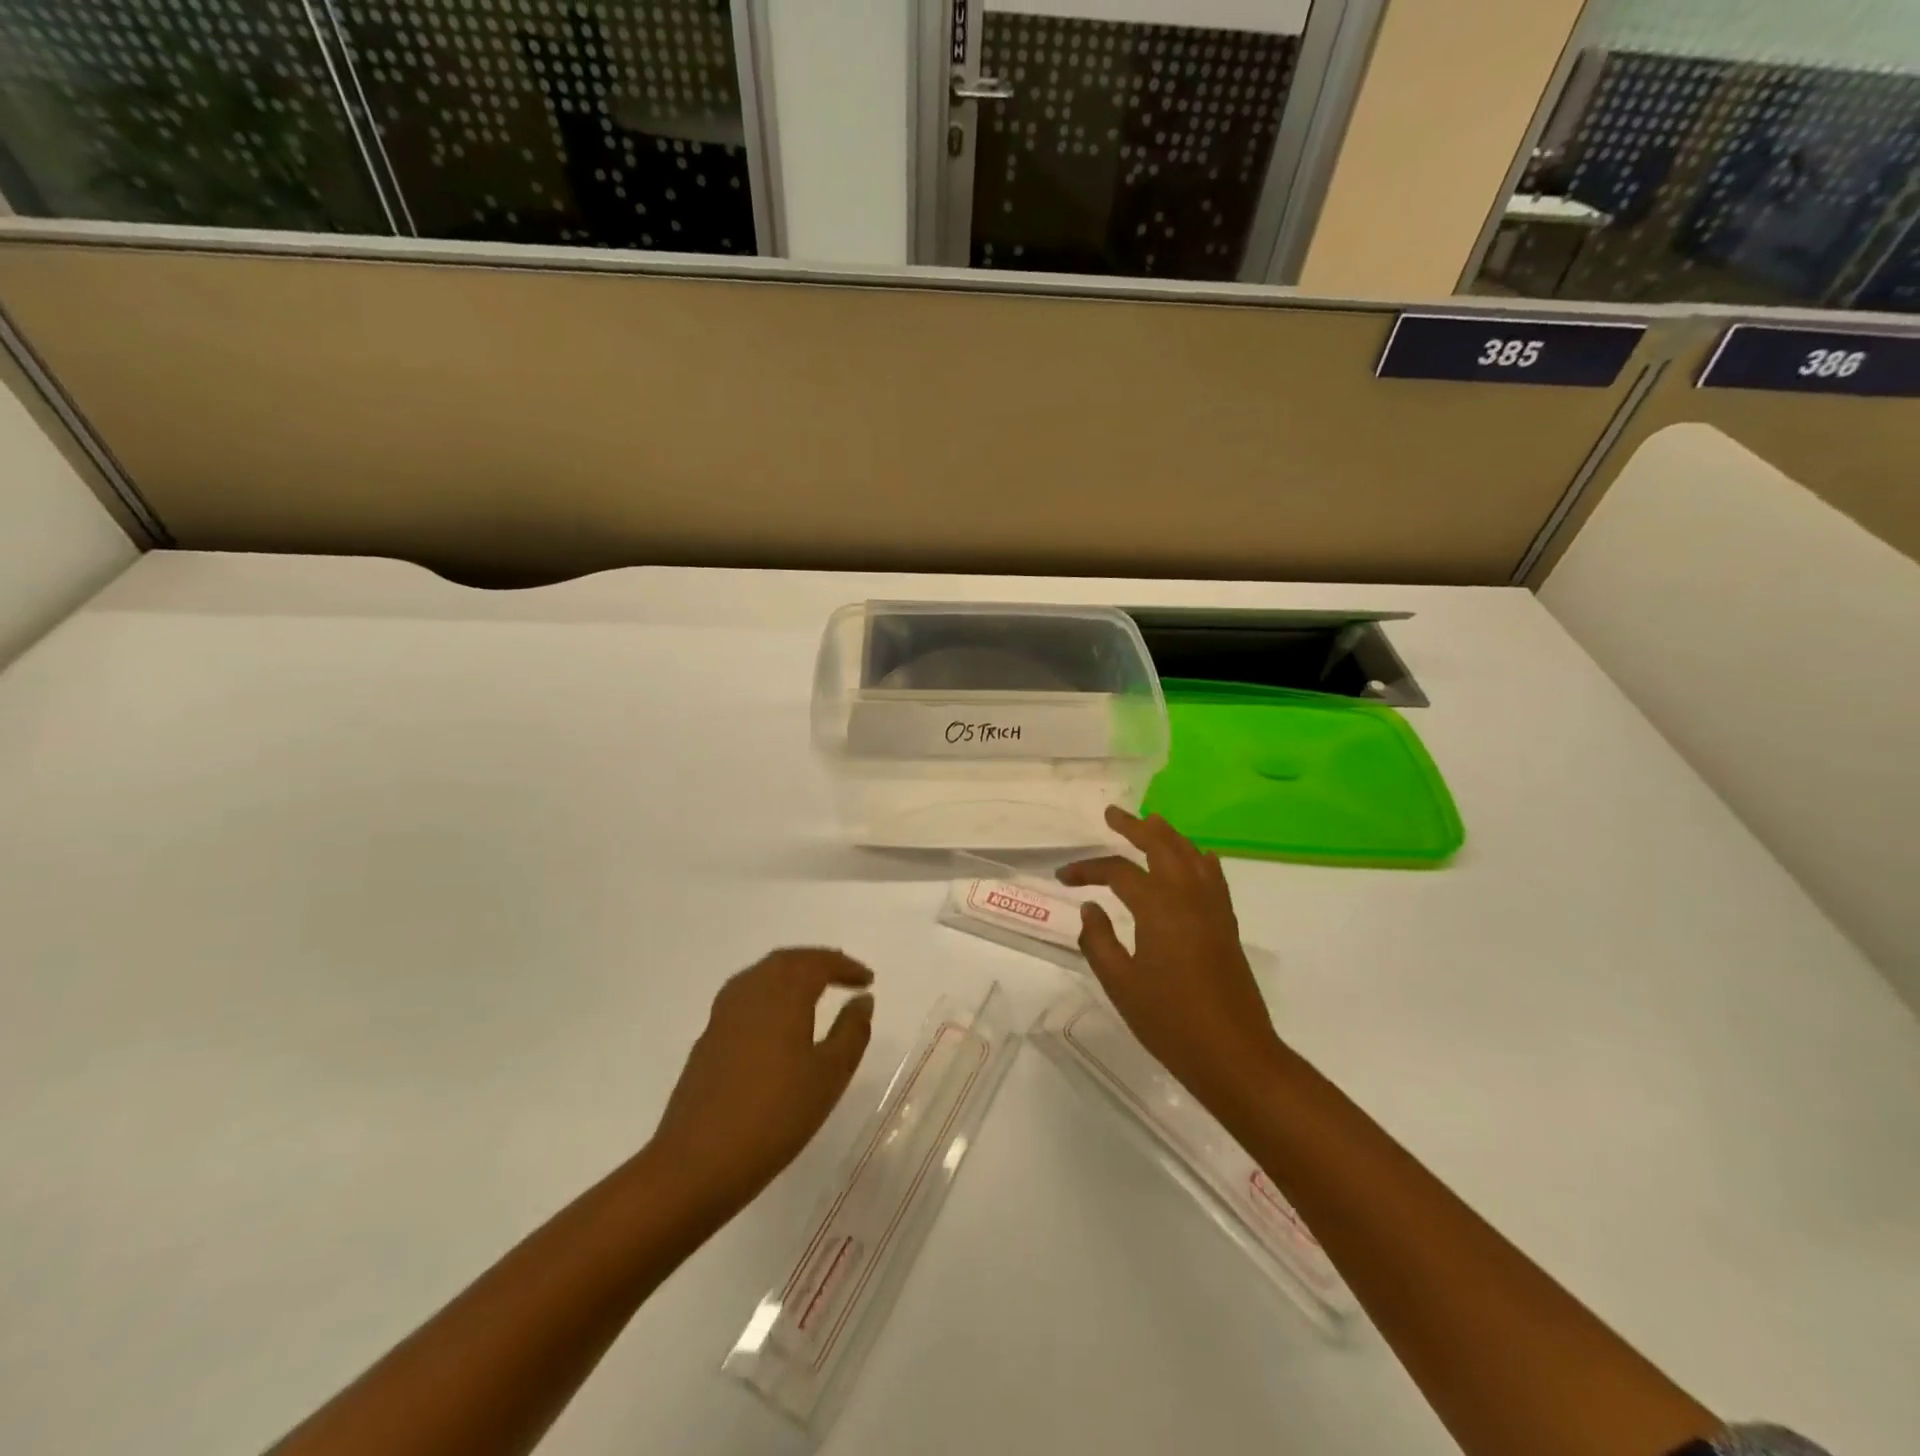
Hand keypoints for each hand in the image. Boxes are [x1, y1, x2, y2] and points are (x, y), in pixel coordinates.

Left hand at [650, 949, 874, 1214]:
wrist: (696, 1163)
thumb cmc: (775, 1116)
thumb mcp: (829, 1076)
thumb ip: (851, 1032)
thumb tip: (862, 999)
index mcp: (783, 995)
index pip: (817, 963)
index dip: (845, 966)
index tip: (868, 979)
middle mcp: (751, 992)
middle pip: (786, 961)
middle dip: (818, 962)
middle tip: (844, 975)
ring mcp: (723, 1015)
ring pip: (762, 975)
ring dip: (791, 973)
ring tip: (814, 990)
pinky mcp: (708, 1039)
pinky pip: (745, 996)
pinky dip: (770, 992)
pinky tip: (776, 1019)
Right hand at [1059, 807, 1282, 1112]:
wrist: (1234, 1054)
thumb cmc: (1170, 1021)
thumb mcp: (1120, 983)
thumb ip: (1098, 940)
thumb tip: (1091, 907)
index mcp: (1158, 906)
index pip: (1117, 872)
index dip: (1087, 869)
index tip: (1063, 877)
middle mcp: (1188, 895)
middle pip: (1161, 845)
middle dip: (1134, 827)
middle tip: (1112, 814)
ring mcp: (1213, 907)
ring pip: (1191, 854)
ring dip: (1168, 835)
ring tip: (1150, 823)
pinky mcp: (1227, 924)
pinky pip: (1213, 875)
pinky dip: (1198, 858)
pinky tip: (1195, 858)